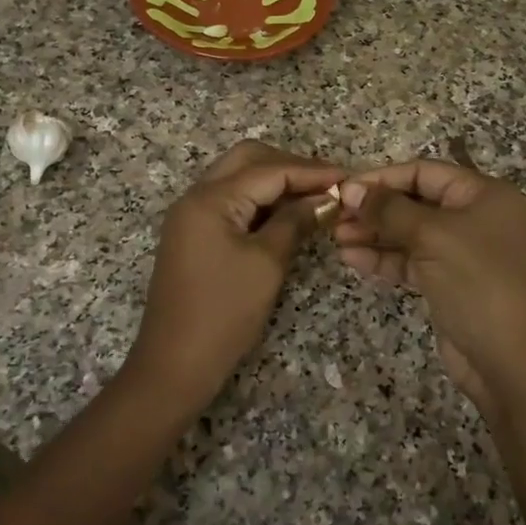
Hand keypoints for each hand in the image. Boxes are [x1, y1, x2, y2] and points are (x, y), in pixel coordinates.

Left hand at [127, 140, 342, 402]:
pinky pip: (231, 202)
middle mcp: (196, 196)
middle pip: (249, 160)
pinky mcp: (194, 235)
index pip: (269, 170)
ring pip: (239, 178)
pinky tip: (288, 215)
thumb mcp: (267, 264)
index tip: (349, 179)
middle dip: (291, 167)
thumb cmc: (224, 313)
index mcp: (210, 198)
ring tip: (316, 197)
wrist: (176, 364)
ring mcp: (192, 215)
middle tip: (329, 185)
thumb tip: (327, 199)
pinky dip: (261, 202)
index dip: (312, 172)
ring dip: (276, 182)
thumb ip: (296, 222)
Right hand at [334, 160, 525, 416]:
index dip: (383, 178)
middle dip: (375, 209)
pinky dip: (385, 259)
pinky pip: (412, 261)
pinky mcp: (450, 283)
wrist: (510, 359)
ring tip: (337, 238)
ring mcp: (463, 253)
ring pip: (411, 234)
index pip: (425, 172)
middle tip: (335, 217)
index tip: (344, 188)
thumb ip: (388, 209)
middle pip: (416, 202)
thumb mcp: (432, 236)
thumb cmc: (478, 281)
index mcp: (485, 195)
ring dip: (375, 234)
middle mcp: (477, 218)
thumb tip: (349, 187)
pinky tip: (353, 258)